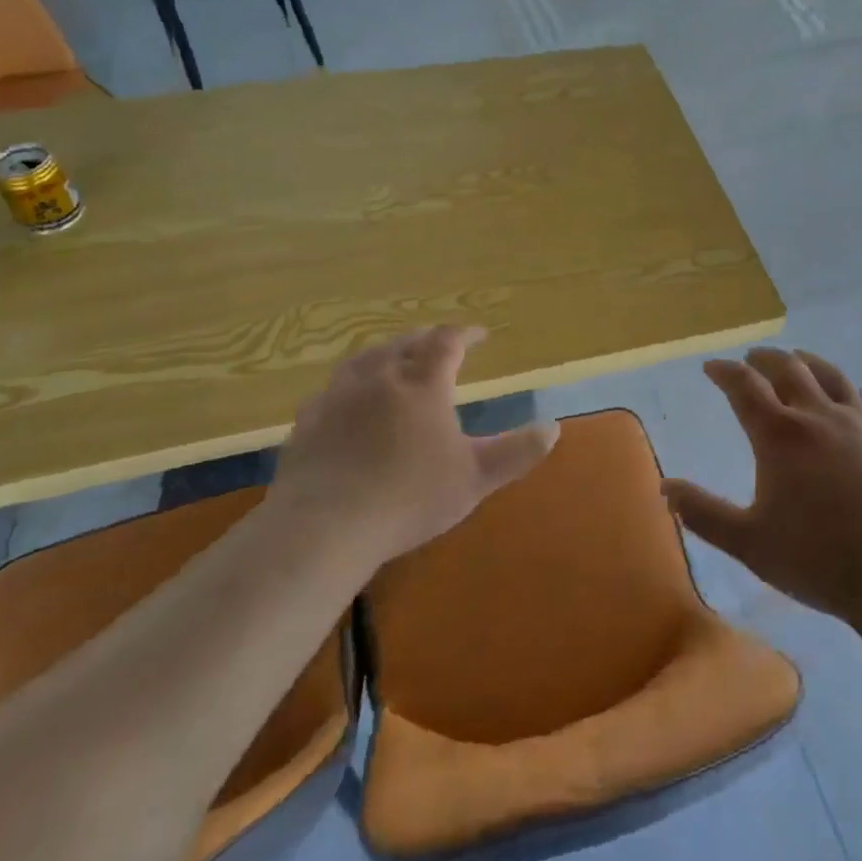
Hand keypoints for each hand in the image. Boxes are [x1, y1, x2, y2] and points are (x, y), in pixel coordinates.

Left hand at [268, 326, 557, 566]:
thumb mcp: (474, 479)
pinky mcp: (308, 420)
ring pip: (365, 358)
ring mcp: (339, 395)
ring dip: (386, 352)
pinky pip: (333, 387)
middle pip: (405, 342)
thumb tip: (553, 427)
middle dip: (426, 338)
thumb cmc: (408, 498)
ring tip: (394, 357)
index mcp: (422, 383)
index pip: (447, 341)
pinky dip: (351, 382)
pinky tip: (348, 397)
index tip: (479, 334)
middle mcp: (380, 376)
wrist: (323, 527)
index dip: (465, 333)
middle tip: (438, 342)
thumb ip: (516, 452)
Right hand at [664, 348, 861, 625]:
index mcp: (780, 434)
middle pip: (787, 368)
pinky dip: (845, 387)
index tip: (711, 367)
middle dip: (763, 360)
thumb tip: (665, 487)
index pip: (744, 386)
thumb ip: (704, 513)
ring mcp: (858, 421)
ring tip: (794, 360)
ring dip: (804, 362)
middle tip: (750, 359)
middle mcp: (817, 414)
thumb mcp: (750, 542)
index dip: (724, 372)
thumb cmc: (819, 560)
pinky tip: (846, 394)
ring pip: (828, 374)